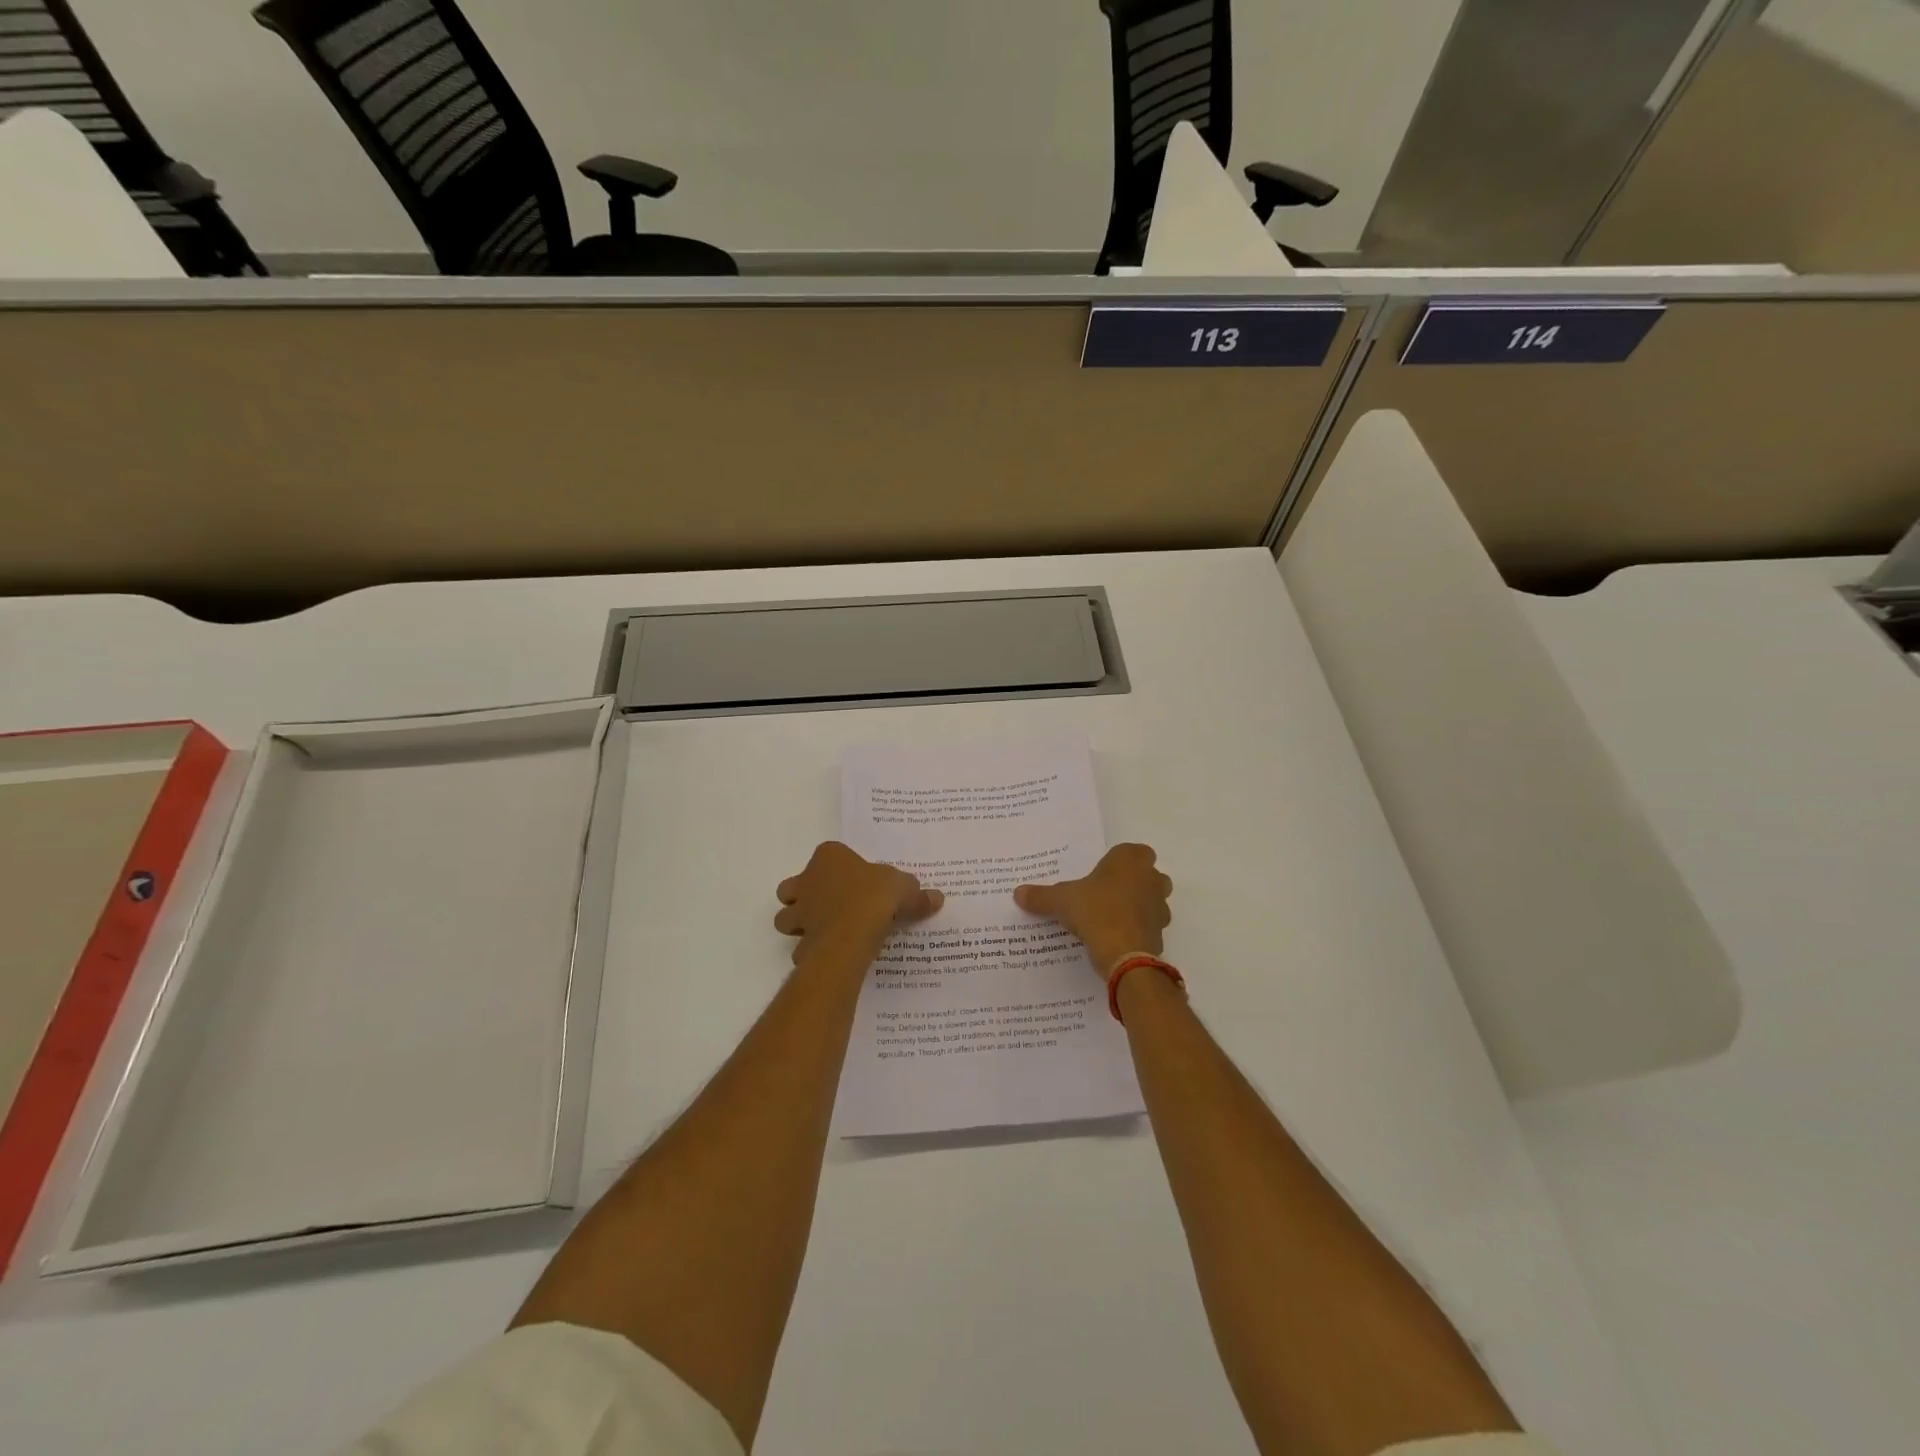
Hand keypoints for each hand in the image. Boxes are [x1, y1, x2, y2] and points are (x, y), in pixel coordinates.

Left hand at [775, 842, 943, 967]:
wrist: (851, 933)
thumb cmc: (875, 896)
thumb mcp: (905, 888)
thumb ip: (917, 894)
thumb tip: (936, 898)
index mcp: (829, 857)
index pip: (828, 854)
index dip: (839, 867)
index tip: (856, 880)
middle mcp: (806, 881)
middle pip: (794, 887)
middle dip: (805, 896)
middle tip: (831, 906)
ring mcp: (800, 912)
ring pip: (786, 917)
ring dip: (800, 924)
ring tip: (826, 931)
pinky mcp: (799, 940)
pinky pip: (801, 947)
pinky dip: (811, 951)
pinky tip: (832, 955)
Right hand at [1014, 843, 1171, 977]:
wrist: (1125, 955)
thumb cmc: (1095, 912)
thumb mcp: (1061, 901)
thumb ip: (1041, 896)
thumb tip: (1018, 893)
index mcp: (1130, 859)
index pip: (1130, 851)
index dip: (1117, 862)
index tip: (1099, 874)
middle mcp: (1152, 877)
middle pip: (1146, 873)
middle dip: (1130, 881)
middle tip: (1104, 893)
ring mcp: (1160, 905)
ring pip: (1151, 899)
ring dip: (1136, 905)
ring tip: (1109, 917)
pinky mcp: (1161, 931)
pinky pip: (1149, 924)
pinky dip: (1137, 928)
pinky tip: (1116, 937)